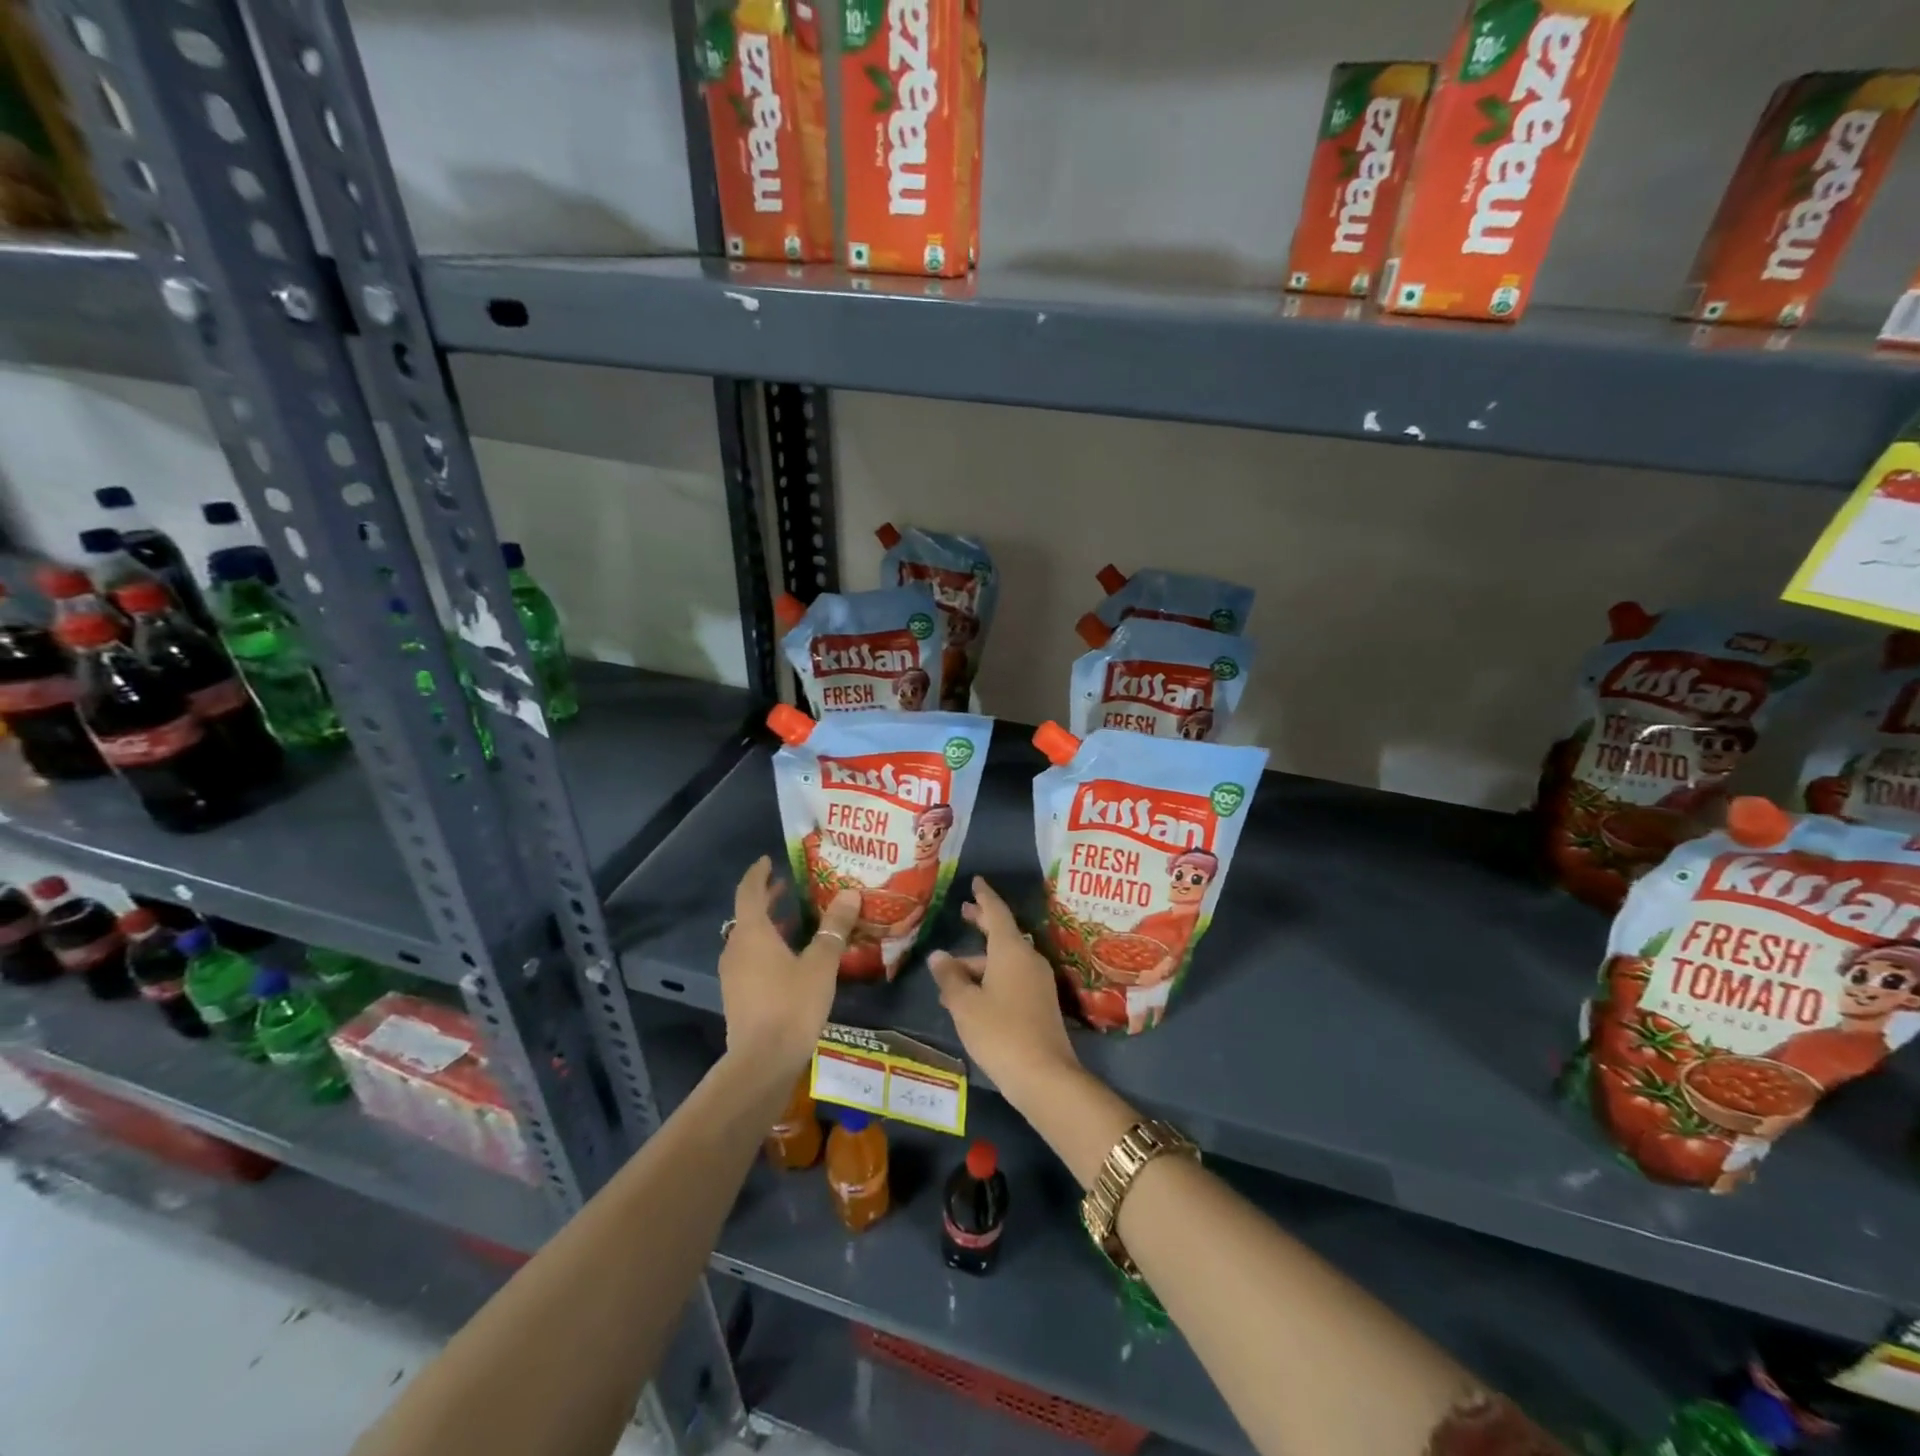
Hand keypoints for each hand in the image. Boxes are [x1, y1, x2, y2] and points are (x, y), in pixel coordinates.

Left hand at [719, 857, 858, 1074]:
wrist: (762, 1062)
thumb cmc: (792, 1005)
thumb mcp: (821, 963)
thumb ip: (834, 927)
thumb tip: (849, 893)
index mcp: (752, 933)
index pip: (749, 891)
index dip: (759, 873)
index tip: (768, 860)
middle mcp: (736, 948)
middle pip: (748, 914)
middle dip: (767, 898)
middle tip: (790, 886)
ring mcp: (734, 974)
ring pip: (750, 938)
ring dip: (769, 925)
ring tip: (796, 918)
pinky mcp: (738, 995)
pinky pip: (751, 959)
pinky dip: (768, 947)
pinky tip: (792, 957)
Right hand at [929, 876, 1079, 1107]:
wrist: (1044, 1076)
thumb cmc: (1000, 1032)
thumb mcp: (965, 1005)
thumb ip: (950, 977)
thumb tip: (939, 956)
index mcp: (1011, 950)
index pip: (996, 912)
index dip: (984, 897)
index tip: (976, 882)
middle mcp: (1028, 958)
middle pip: (1003, 933)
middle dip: (982, 923)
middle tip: (964, 912)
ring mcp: (1038, 981)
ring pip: (1004, 961)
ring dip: (979, 963)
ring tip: (949, 975)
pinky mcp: (1041, 1003)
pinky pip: (1011, 979)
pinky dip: (990, 979)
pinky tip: (969, 998)